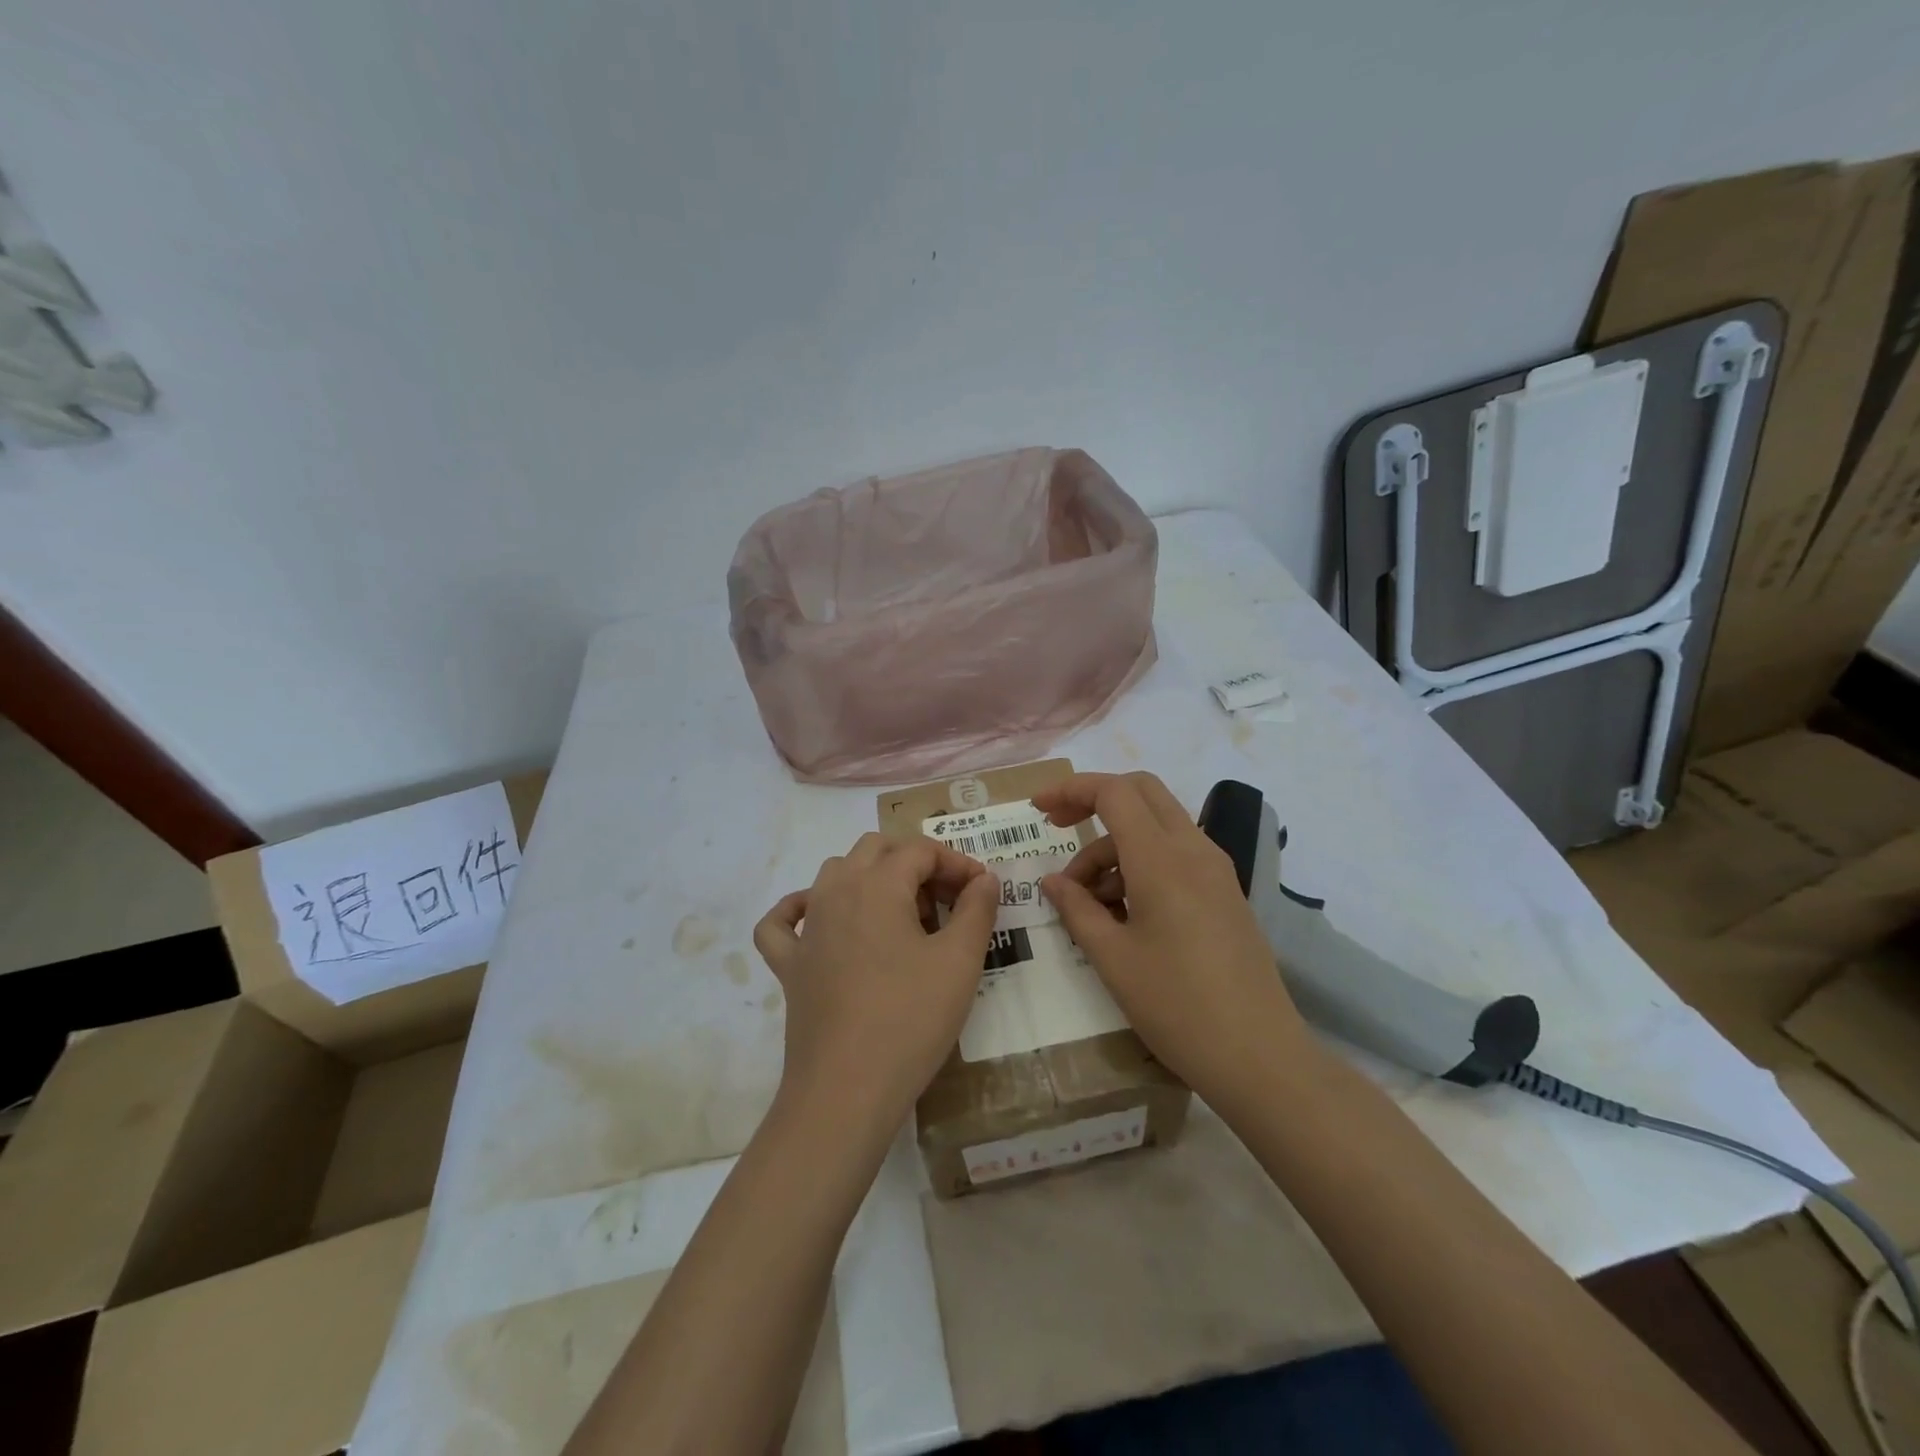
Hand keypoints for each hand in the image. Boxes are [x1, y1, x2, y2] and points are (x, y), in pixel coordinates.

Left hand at [753, 834, 997, 1135]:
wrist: (847, 1090)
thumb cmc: (911, 1018)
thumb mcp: (960, 961)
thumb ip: (977, 909)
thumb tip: (984, 878)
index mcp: (877, 884)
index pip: (920, 851)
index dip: (957, 863)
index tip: (981, 891)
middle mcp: (835, 892)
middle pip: (876, 850)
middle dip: (915, 863)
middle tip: (946, 902)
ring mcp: (807, 928)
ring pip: (834, 874)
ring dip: (871, 878)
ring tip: (903, 916)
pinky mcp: (789, 965)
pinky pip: (784, 922)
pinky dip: (800, 909)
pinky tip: (820, 921)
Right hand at [1034, 772, 1309, 1109]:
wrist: (1260, 1057)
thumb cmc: (1177, 1006)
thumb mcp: (1113, 959)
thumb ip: (1077, 909)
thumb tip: (1052, 881)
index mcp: (1162, 860)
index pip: (1114, 792)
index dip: (1071, 790)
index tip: (1037, 809)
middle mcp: (1194, 850)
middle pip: (1141, 792)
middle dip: (1094, 799)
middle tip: (1057, 828)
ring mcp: (1215, 870)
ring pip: (1157, 825)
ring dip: (1115, 844)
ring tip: (1085, 899)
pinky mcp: (1224, 892)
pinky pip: (1175, 854)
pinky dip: (1140, 862)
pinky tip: (1121, 910)